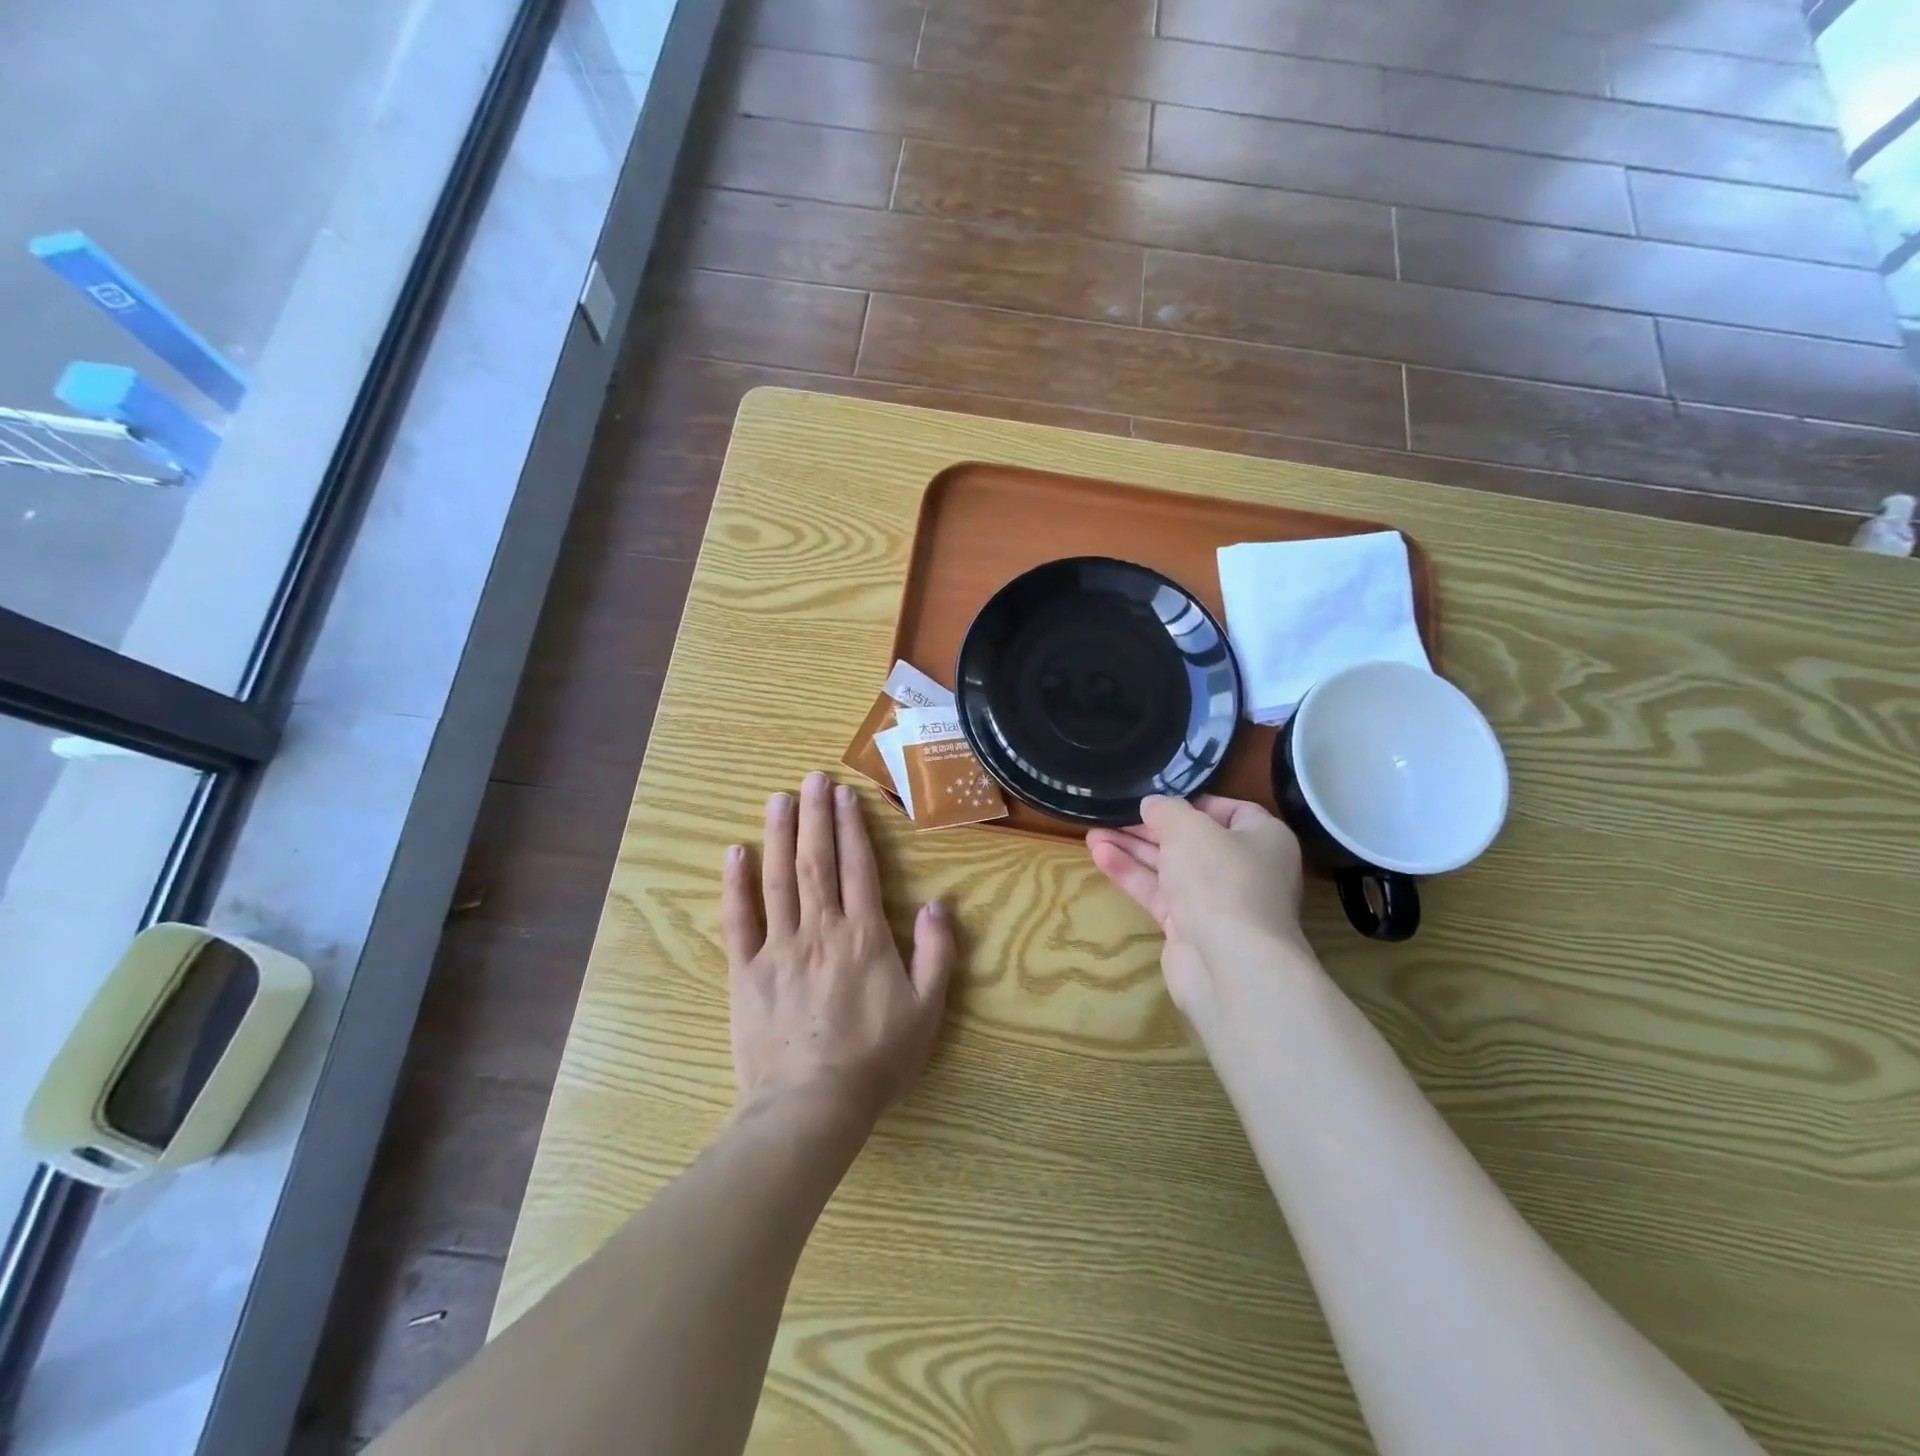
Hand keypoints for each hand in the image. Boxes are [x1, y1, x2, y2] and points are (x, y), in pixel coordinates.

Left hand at [723, 772, 954, 1129]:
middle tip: (812, 778)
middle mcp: (821, 929)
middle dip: (816, 816)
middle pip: (817, 860)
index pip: (859, 867)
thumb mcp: (927, 1009)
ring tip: (779, 799)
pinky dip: (737, 884)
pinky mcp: (747, 970)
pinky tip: (736, 853)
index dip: (853, 827)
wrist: (812, 1104)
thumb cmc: (876, 1058)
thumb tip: (938, 904)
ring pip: (779, 878)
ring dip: (780, 835)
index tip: (846, 795)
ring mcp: (779, 947)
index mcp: (864, 935)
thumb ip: (937, 953)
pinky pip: (740, 919)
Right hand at [1086, 795, 1310, 1024]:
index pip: (1230, 811)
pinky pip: (1158, 892)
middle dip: (1151, 827)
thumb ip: (1167, 810)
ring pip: (1170, 867)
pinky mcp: (1190, 928)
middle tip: (1114, 814)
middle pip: (1192, 840)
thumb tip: (1152, 804)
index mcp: (1263, 839)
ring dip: (1133, 849)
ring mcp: (1217, 901)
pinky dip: (1131, 874)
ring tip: (1093, 832)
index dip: (1193, 801)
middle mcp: (1244, 869)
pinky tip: (1100, 855)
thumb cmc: (1220, 878)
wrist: (1229, 964)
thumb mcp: (1189, 828)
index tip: (1158, 798)